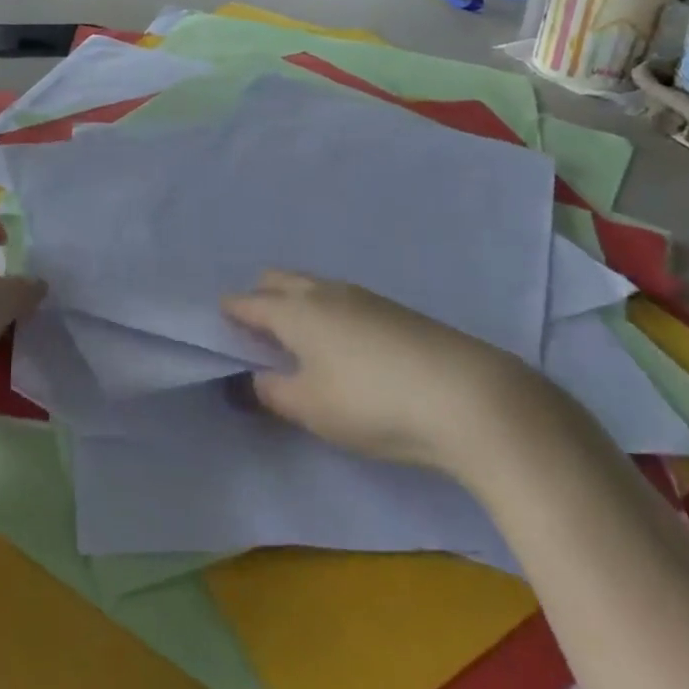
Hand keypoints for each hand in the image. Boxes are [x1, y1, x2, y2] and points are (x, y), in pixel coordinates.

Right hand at [222, 271, 564, 483]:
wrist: (468, 396)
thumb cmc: (372, 403)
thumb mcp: (311, 408)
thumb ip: (272, 392)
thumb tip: (252, 378)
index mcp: (295, 310)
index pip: (248, 302)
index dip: (230, 313)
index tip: (220, 326)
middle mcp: (324, 292)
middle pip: (278, 280)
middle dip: (261, 298)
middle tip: (259, 336)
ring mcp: (362, 296)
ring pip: (312, 286)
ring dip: (296, 302)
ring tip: (299, 341)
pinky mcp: (394, 310)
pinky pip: (341, 298)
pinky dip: (326, 311)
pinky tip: (343, 345)